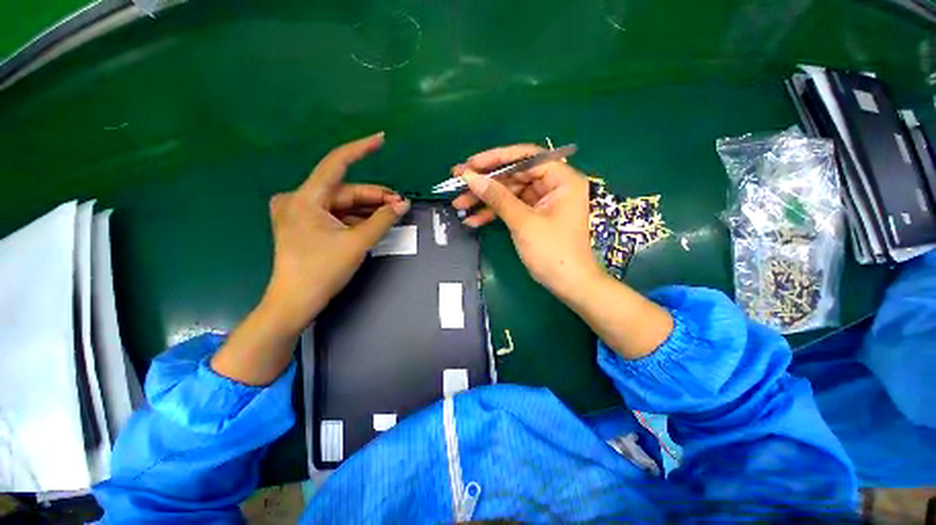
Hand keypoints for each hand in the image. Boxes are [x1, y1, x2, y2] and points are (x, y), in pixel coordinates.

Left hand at [211, 133, 408, 385]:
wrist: (296, 302)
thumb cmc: (323, 270)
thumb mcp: (357, 242)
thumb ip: (383, 219)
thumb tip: (404, 203)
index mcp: (306, 198)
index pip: (337, 163)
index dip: (360, 149)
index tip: (381, 139)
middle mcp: (299, 199)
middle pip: (345, 190)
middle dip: (375, 197)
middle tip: (401, 204)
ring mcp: (301, 213)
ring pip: (343, 204)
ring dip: (368, 209)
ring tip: (393, 214)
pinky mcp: (306, 225)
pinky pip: (337, 215)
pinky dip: (356, 218)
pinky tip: (375, 223)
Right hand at [451, 144, 672, 358]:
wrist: (568, 285)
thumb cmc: (553, 252)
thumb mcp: (523, 222)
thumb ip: (497, 197)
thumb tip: (470, 177)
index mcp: (561, 179)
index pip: (526, 157)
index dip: (496, 158)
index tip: (471, 164)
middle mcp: (553, 185)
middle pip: (514, 175)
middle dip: (486, 183)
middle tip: (458, 183)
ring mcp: (542, 202)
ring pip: (509, 193)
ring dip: (485, 200)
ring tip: (459, 205)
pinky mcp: (534, 216)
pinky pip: (511, 209)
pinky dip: (494, 214)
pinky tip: (473, 220)